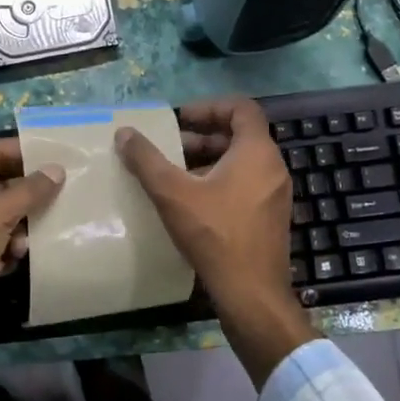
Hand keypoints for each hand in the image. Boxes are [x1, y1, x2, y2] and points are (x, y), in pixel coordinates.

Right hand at [115, 98, 313, 385]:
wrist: (251, 293)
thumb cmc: (215, 234)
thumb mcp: (172, 193)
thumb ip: (146, 160)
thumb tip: (124, 132)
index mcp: (257, 152)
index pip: (241, 108)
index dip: (209, 107)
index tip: (180, 118)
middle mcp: (273, 167)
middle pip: (240, 135)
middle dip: (203, 136)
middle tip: (171, 146)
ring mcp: (275, 194)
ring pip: (242, 162)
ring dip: (210, 160)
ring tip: (175, 174)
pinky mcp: (271, 217)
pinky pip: (246, 184)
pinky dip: (221, 181)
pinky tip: (192, 202)